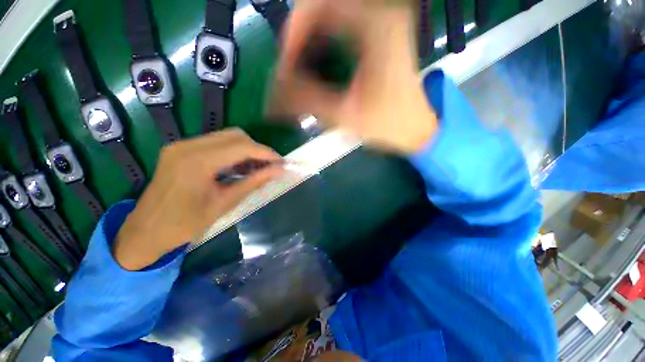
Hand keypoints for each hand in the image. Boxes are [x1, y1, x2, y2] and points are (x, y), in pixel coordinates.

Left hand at [113, 129, 282, 270]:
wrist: (145, 231)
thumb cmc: (185, 224)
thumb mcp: (225, 203)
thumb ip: (254, 182)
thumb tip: (278, 171)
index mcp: (197, 162)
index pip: (242, 147)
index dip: (266, 153)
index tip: (281, 163)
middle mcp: (188, 146)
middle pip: (235, 135)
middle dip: (257, 149)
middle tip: (269, 166)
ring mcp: (182, 145)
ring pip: (226, 137)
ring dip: (246, 150)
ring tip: (257, 168)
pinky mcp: (180, 149)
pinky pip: (215, 143)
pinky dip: (232, 152)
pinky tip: (238, 167)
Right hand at [271, 0, 437, 153]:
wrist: (414, 126)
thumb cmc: (387, 123)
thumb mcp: (345, 115)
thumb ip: (308, 100)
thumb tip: (273, 93)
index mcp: (377, 26)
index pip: (318, 5)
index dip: (293, 32)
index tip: (285, 65)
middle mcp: (381, 12)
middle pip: (321, 6)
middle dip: (298, 37)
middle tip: (289, 69)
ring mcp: (381, 19)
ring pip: (329, 13)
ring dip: (308, 39)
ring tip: (299, 69)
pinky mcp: (379, 31)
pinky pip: (340, 23)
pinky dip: (321, 40)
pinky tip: (317, 63)